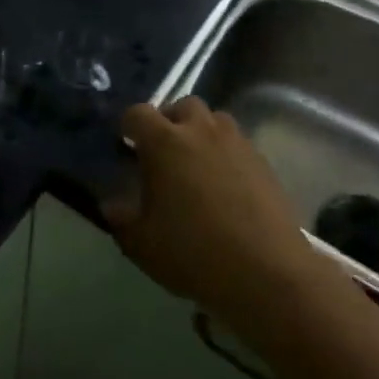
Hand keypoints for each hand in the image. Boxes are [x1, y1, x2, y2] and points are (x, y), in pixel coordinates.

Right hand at [103, 97, 322, 324]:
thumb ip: (121, 219)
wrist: (267, 273)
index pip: (137, 113)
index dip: (128, 126)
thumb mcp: (142, 244)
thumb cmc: (194, 253)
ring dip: (201, 134)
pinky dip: (226, 155)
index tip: (126, 146)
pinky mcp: (263, 162)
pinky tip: (225, 186)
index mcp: (164, 142)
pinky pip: (237, 144)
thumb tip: (112, 205)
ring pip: (214, 121)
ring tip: (196, 166)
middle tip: (164, 153)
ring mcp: (236, 143)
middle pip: (182, 106)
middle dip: (170, 122)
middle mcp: (201, 131)